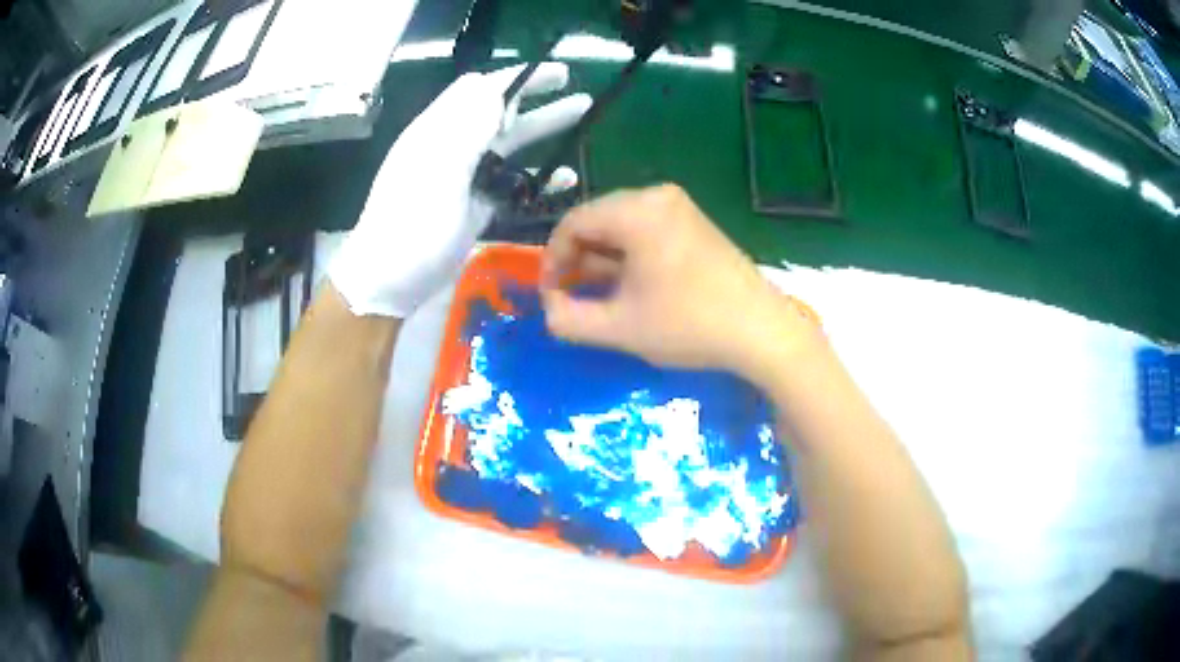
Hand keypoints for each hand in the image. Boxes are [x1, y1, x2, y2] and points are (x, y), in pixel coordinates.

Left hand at [330, 64, 590, 317]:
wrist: (390, 280)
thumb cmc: (411, 223)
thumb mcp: (438, 169)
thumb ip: (467, 125)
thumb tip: (494, 86)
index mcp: (439, 130)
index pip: (479, 88)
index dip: (516, 77)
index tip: (554, 75)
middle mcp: (453, 146)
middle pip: (498, 110)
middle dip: (534, 94)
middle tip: (573, 85)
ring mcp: (464, 177)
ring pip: (508, 143)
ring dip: (542, 128)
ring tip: (581, 116)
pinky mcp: (474, 205)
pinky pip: (511, 182)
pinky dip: (538, 176)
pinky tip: (565, 177)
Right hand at [540, 185, 820, 381]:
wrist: (762, 330)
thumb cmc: (689, 325)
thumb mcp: (620, 328)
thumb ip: (568, 319)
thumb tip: (549, 308)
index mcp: (636, 211)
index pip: (572, 223)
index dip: (552, 260)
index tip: (550, 296)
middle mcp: (656, 196)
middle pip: (596, 220)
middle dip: (577, 260)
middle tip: (571, 298)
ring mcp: (680, 206)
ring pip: (620, 226)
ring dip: (602, 259)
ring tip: (599, 298)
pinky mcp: (694, 222)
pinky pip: (645, 230)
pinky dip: (628, 255)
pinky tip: (630, 287)